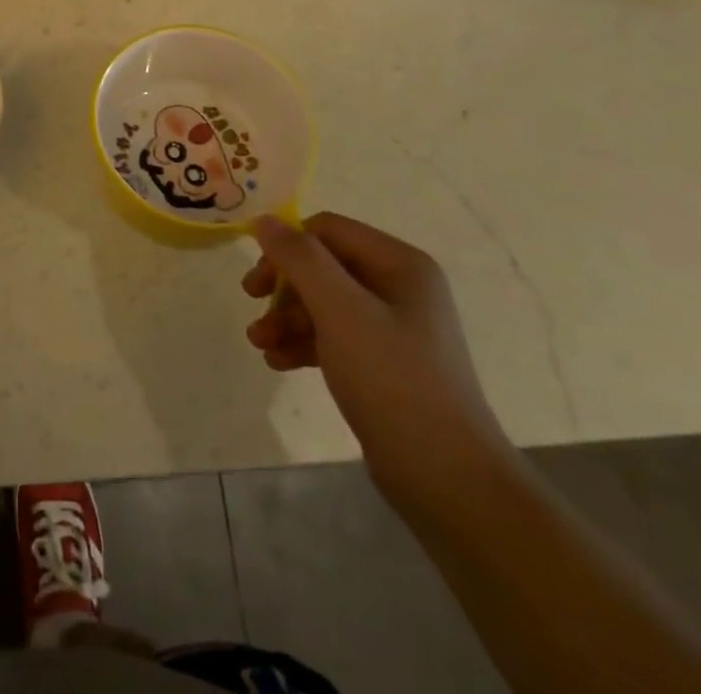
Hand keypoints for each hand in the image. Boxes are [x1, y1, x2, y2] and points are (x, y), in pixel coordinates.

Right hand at [243, 213, 514, 513]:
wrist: (448, 480)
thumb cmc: (393, 380)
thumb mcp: (340, 310)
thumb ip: (300, 259)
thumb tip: (264, 220)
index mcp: (400, 264)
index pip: (327, 230)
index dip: (287, 247)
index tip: (258, 281)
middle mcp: (400, 287)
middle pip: (323, 266)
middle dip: (284, 288)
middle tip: (252, 306)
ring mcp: (395, 328)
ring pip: (325, 303)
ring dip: (287, 318)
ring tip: (259, 344)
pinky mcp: (385, 364)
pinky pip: (335, 336)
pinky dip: (304, 343)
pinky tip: (278, 362)